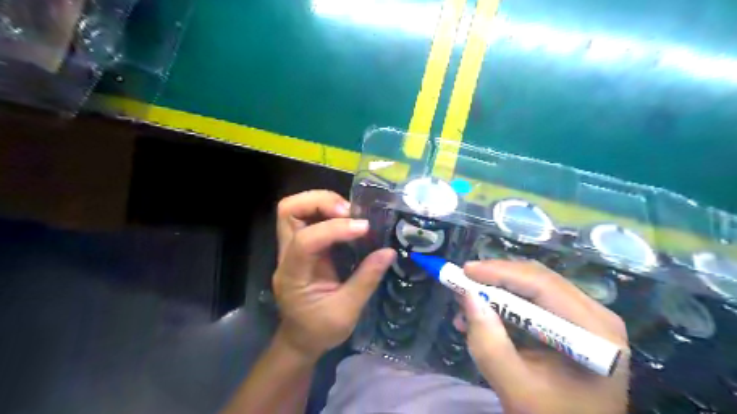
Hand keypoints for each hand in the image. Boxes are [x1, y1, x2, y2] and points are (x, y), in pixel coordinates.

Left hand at [271, 191, 397, 362]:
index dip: (334, 228)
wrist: (300, 339)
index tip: (364, 228)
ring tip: (351, 213)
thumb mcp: (347, 311)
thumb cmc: (320, 330)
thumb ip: (366, 279)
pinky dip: (327, 211)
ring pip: (295, 209)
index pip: (305, 240)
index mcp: (293, 275)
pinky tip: (347, 220)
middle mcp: (286, 255)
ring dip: (323, 203)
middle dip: (320, 202)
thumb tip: (389, 251)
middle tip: (350, 212)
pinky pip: (308, 217)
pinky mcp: (302, 246)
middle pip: (289, 210)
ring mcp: (291, 248)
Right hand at [459, 262, 626, 413]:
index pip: (544, 285)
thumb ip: (489, 344)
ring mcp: (587, 317)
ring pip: (533, 286)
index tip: (465, 270)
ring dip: (497, 292)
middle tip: (461, 283)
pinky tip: (482, 316)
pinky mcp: (573, 321)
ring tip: (465, 305)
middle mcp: (596, 316)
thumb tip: (467, 296)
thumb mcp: (516, 388)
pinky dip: (505, 304)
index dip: (501, 272)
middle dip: (495, 280)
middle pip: (538, 280)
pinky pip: (534, 300)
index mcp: (594, 333)